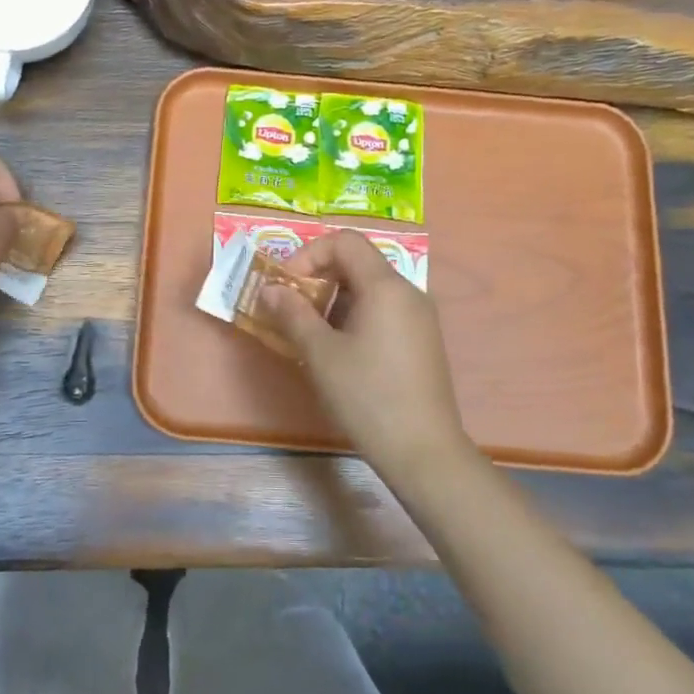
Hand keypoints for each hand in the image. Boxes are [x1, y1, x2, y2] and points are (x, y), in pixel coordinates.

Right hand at [264, 229, 471, 479]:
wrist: (423, 451)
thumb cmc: (367, 396)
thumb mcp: (320, 354)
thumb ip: (292, 313)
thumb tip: (270, 289)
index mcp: (385, 286)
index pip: (344, 242)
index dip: (308, 254)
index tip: (286, 286)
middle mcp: (407, 292)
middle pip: (357, 261)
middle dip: (318, 277)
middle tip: (291, 307)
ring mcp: (419, 316)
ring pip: (369, 287)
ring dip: (334, 298)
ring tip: (310, 332)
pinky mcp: (422, 339)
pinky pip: (383, 309)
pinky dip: (354, 315)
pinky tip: (339, 350)